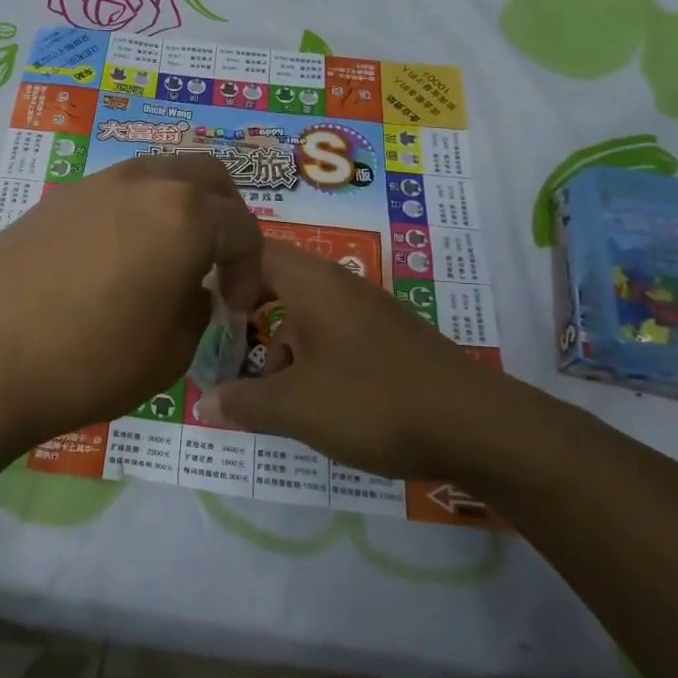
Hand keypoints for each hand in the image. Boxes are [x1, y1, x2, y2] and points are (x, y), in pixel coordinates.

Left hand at [0, 156, 263, 455]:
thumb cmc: (88, 361)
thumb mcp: (170, 352)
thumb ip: (197, 308)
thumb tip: (190, 289)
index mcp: (184, 215)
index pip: (242, 227)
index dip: (251, 269)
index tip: (236, 306)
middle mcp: (142, 183)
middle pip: (206, 176)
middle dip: (225, 215)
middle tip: (217, 262)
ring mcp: (93, 184)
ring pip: (158, 173)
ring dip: (178, 207)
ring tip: (167, 257)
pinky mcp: (54, 199)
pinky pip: (115, 191)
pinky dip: (136, 213)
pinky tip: (116, 259)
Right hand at [198, 241, 528, 480]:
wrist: (477, 427)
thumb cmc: (373, 401)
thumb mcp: (295, 407)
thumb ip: (243, 402)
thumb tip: (203, 402)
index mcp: (312, 282)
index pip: (252, 250)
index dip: (221, 271)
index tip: (200, 309)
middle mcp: (339, 285)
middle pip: (276, 284)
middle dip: (248, 321)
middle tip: (226, 355)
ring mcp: (367, 312)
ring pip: (305, 316)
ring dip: (281, 349)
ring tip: (275, 397)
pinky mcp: (388, 340)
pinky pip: (332, 337)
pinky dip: (312, 361)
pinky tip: (317, 405)